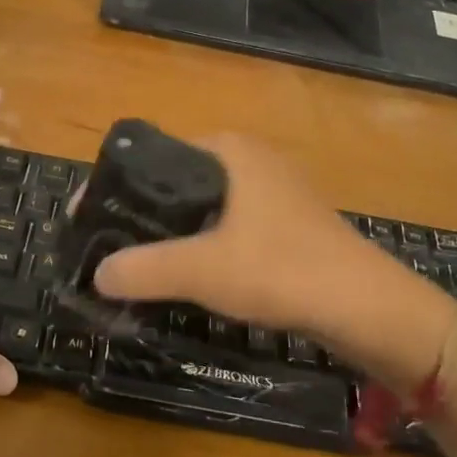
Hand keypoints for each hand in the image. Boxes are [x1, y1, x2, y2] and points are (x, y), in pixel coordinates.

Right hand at [92, 134, 456, 389]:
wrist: (366, 307)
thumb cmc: (281, 269)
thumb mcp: (202, 269)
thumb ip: (144, 268)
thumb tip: (96, 273)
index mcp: (230, 149)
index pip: (157, 154)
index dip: (119, 184)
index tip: (89, 214)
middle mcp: (252, 159)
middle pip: (179, 180)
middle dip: (143, 211)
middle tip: (108, 243)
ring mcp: (275, 191)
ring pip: (206, 206)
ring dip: (174, 231)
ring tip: (137, 262)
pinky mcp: (288, 223)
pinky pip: (230, 225)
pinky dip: (204, 244)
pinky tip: (189, 274)